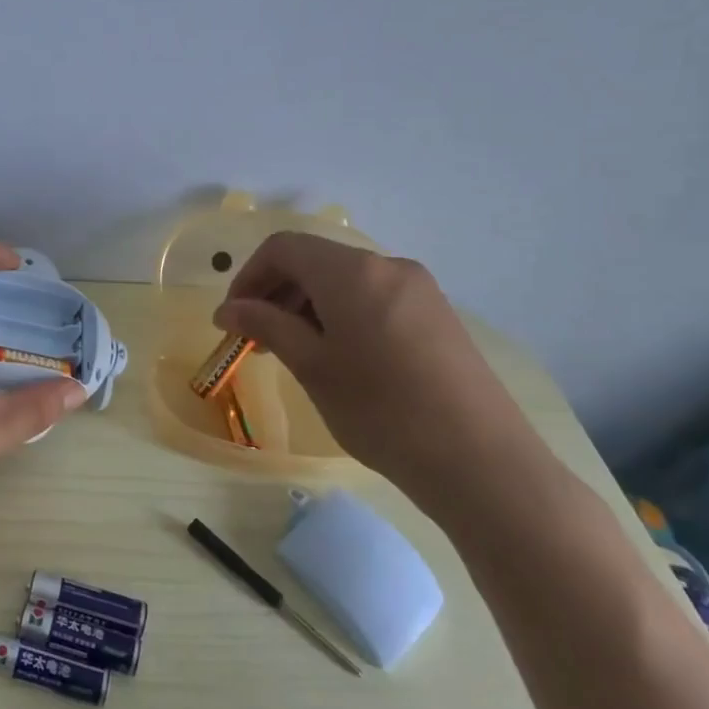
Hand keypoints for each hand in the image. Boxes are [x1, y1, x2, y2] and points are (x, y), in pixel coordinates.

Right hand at [213, 232, 551, 516]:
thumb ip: (266, 326)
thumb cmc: (382, 411)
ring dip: (307, 305)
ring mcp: (418, 289)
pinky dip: (341, 315)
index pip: (283, 248)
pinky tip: (339, 357)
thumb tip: (227, 309)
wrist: (480, 461)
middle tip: (258, 340)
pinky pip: (373, 298)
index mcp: (352, 271)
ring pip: (344, 281)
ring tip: (295, 352)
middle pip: (315, 260)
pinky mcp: (437, 314)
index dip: (248, 277)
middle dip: (276, 292)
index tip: (233, 319)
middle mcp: (387, 265)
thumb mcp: (312, 366)